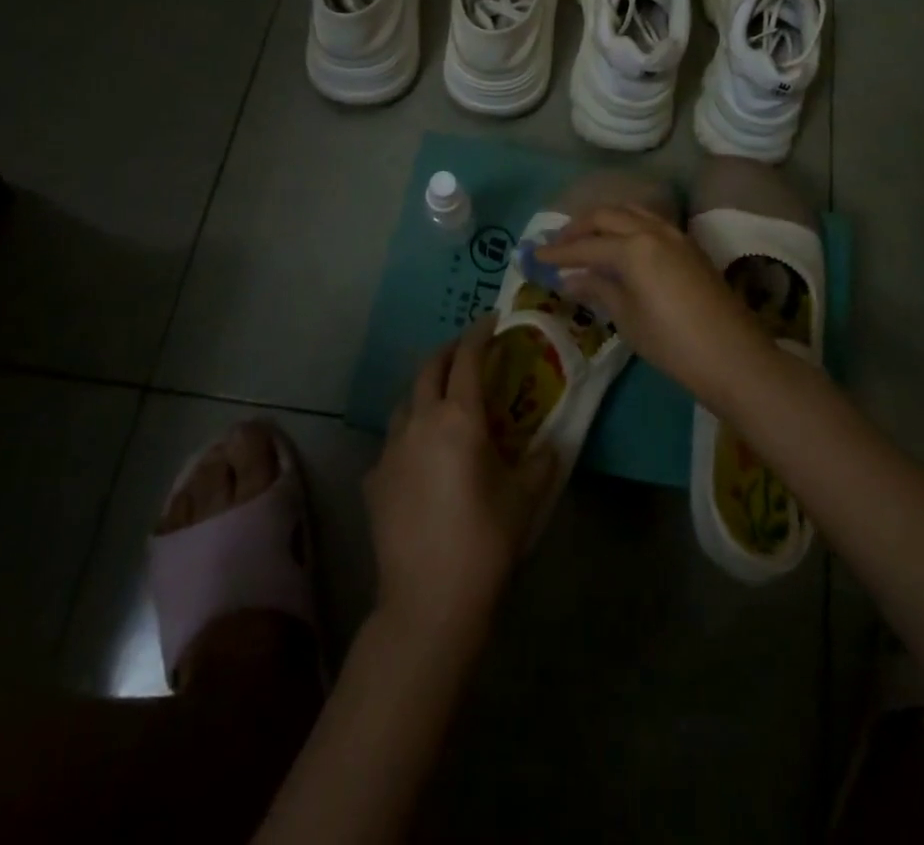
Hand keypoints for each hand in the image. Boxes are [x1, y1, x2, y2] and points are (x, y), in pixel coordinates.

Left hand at [365, 317, 556, 646]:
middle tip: (470, 352)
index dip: (481, 334)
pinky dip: (411, 433)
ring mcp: (390, 450)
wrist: (428, 600)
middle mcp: (419, 422)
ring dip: (426, 390)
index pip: (467, 358)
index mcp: (459, 418)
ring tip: (445, 400)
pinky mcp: (373, 480)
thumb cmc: (485, 540)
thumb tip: (550, 445)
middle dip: (449, 352)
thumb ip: (541, 461)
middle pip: (428, 369)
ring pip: (406, 402)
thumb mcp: (525, 497)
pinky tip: (423, 456)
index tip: (494, 322)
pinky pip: (393, 441)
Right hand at [537, 205, 769, 390]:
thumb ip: (598, 289)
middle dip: (578, 228)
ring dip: (604, 221)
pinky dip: (627, 226)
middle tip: (557, 244)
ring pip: (631, 212)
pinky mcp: (689, 246)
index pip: (586, 246)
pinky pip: (650, 222)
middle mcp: (653, 231)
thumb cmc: (671, 342)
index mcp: (633, 247)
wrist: (732, 355)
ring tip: (585, 239)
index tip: (534, 256)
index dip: (558, 253)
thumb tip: (571, 278)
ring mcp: (675, 235)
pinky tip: (619, 245)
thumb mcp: (627, 318)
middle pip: (607, 216)